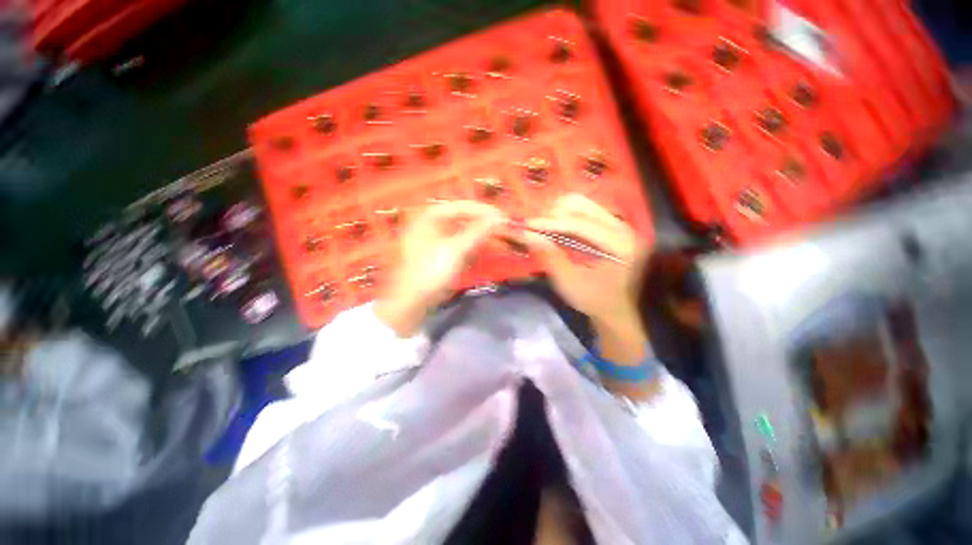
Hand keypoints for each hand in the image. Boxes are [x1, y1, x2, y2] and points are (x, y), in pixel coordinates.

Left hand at [376, 201, 504, 335]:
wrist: (413, 301)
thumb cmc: (431, 272)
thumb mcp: (456, 250)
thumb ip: (478, 231)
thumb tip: (500, 217)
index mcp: (429, 217)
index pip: (461, 206)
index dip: (483, 211)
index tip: (503, 217)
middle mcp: (431, 223)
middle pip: (461, 216)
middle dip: (481, 221)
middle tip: (502, 226)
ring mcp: (434, 238)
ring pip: (461, 229)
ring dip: (478, 232)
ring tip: (496, 235)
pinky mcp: (439, 251)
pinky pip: (459, 241)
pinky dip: (471, 243)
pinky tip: (482, 246)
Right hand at [523, 194, 650, 375]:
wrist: (615, 309)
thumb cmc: (593, 300)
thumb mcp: (568, 283)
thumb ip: (549, 256)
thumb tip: (525, 233)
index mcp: (621, 245)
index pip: (581, 224)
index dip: (551, 222)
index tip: (526, 224)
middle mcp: (624, 228)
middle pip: (583, 206)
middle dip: (552, 213)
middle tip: (531, 225)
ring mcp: (619, 223)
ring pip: (583, 203)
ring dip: (557, 211)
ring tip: (539, 225)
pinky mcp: (611, 225)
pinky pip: (584, 209)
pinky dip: (564, 214)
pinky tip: (551, 224)